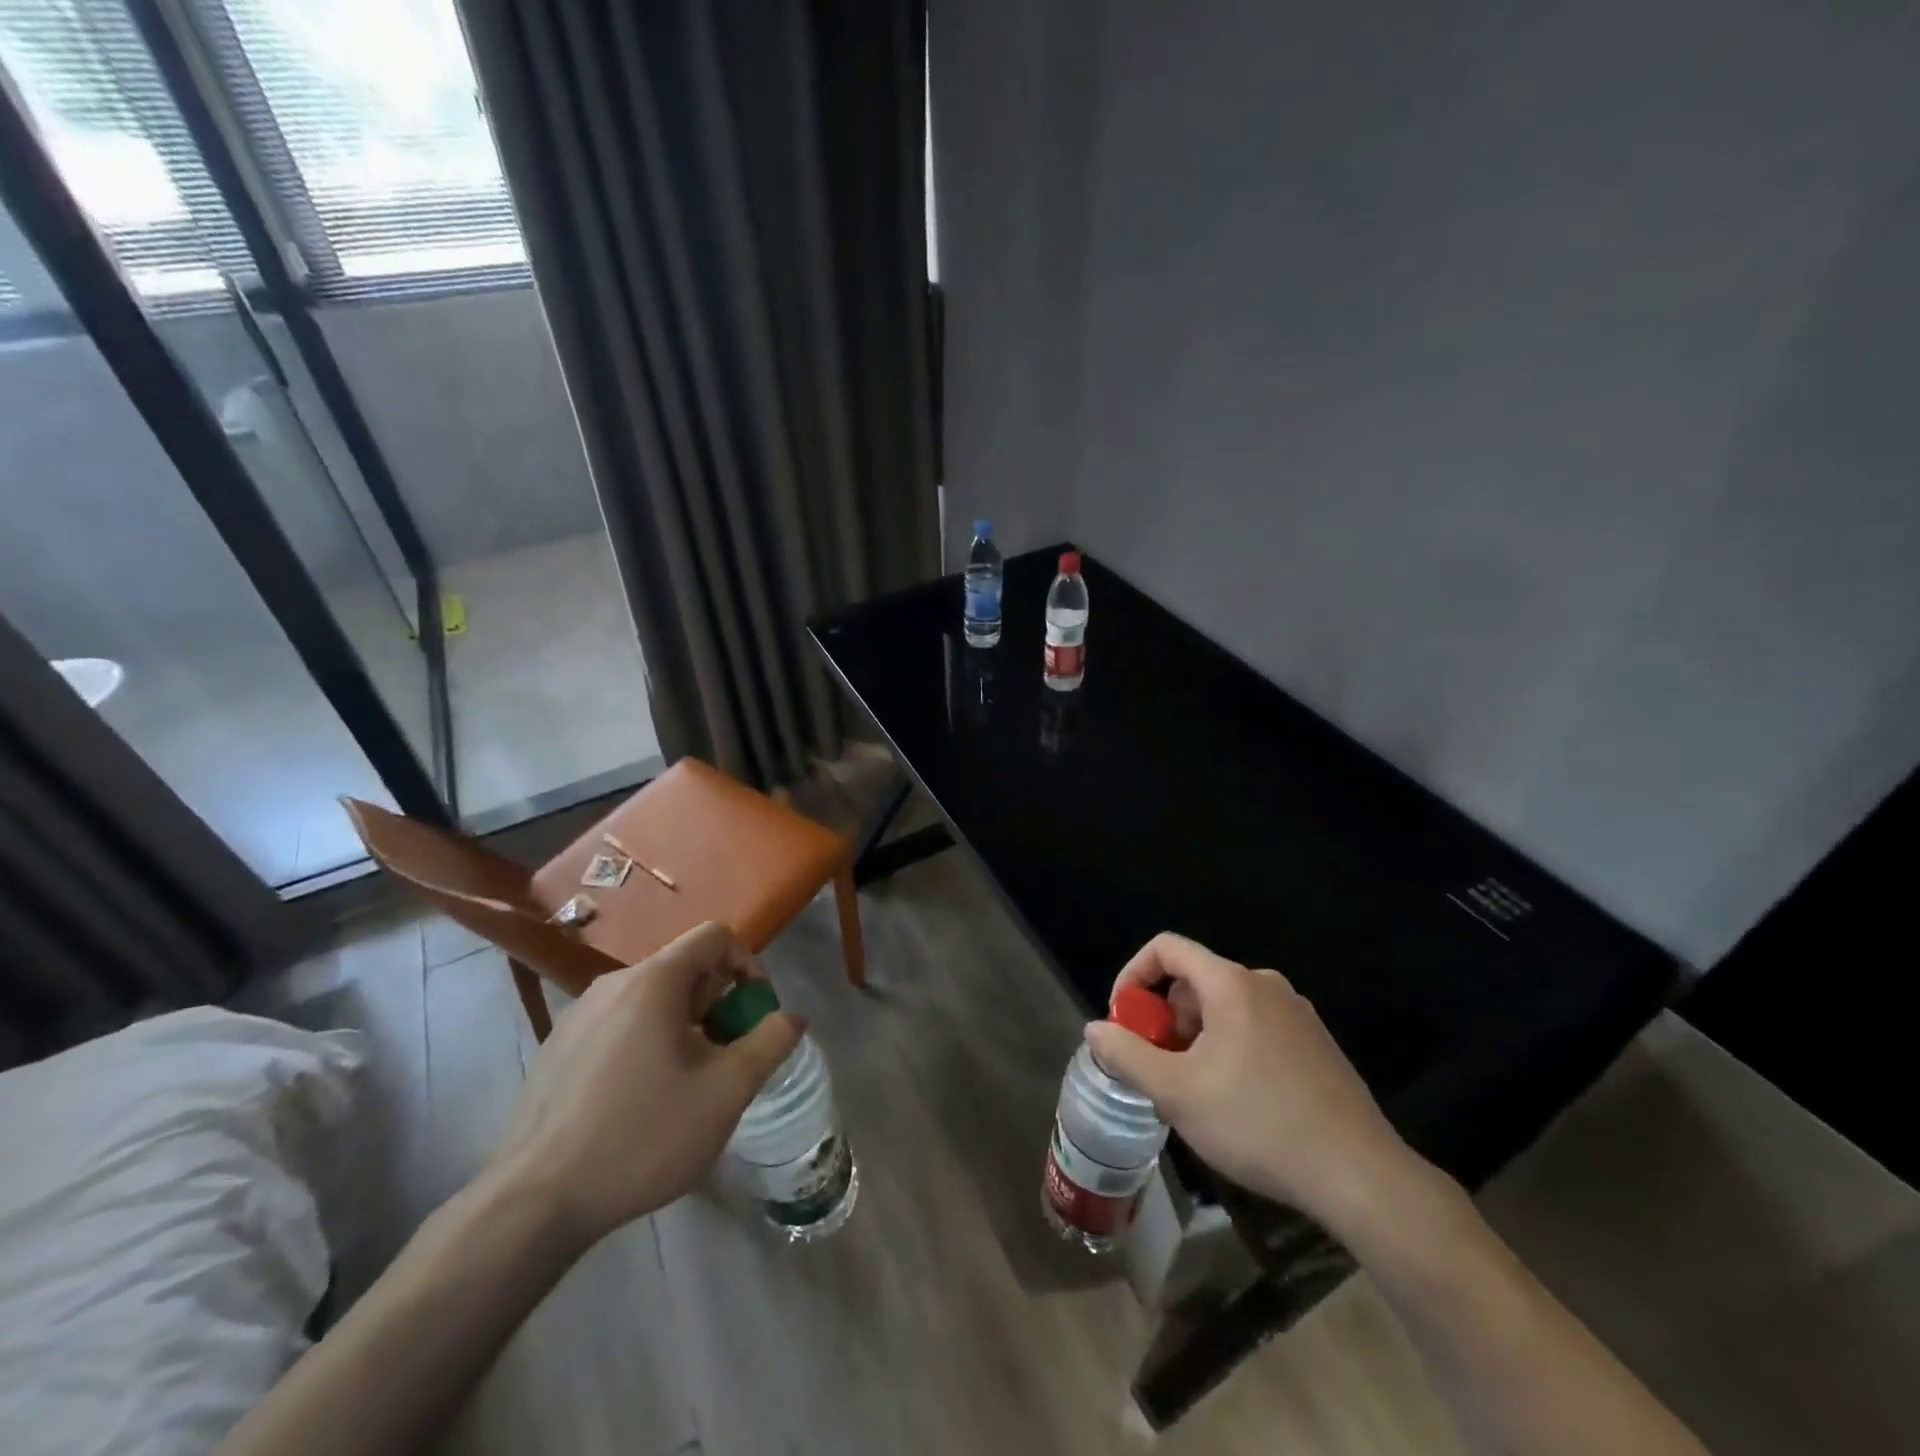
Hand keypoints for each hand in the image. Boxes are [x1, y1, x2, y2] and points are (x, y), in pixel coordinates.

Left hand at [482, 921, 803, 1250]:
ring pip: (651, 999)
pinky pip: (619, 1025)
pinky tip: (640, 1101)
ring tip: (686, 1084)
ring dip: (684, 1026)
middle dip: (718, 1003)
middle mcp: (612, 984)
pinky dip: (646, 1043)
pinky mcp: (557, 1048)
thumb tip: (794, 1016)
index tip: (755, 1013)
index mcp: (653, 981)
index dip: (748, 964)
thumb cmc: (642, 1137)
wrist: (534, 1203)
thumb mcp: (725, 1093)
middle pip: (684, 968)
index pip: (715, 936)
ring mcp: (578, 1016)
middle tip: (724, 1058)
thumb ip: (770, 1044)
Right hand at [1085, 933, 1431, 1229]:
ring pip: (1224, 1008)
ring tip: (1191, 1092)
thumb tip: (1096, 1029)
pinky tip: (1234, 1102)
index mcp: (1231, 983)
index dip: (1133, 974)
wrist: (1360, 1175)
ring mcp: (1296, 1013)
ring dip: (1194, 1038)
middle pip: (1194, 980)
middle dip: (1164, 1018)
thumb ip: (1127, 1055)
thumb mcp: (1177, 1093)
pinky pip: (1254, 1027)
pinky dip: (1227, 1048)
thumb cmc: (1258, 1124)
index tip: (1123, 1019)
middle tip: (1155, 1068)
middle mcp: (1265, 985)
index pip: (1166, 947)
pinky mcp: (1315, 1043)